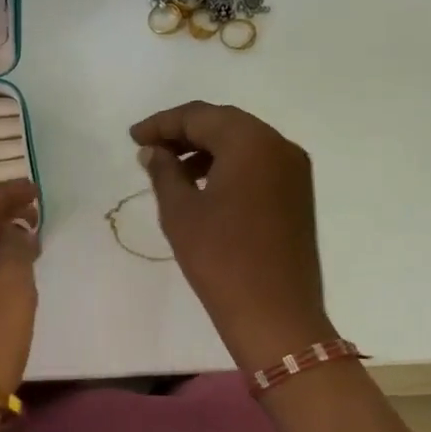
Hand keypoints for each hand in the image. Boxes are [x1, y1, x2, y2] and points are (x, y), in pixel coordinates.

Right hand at [129, 102, 333, 374]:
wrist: (275, 314)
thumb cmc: (220, 258)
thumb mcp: (180, 212)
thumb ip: (164, 172)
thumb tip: (154, 152)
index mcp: (251, 142)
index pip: (199, 116)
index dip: (162, 124)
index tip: (133, 138)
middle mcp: (279, 145)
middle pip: (224, 124)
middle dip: (184, 132)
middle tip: (149, 149)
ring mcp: (294, 170)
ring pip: (243, 143)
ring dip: (206, 149)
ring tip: (171, 171)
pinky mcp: (297, 194)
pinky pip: (258, 164)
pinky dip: (228, 166)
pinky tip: (203, 187)